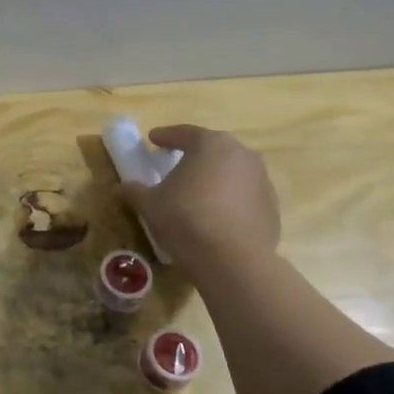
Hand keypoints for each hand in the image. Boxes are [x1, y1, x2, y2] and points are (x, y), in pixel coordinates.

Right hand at [120, 125, 280, 275]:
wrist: (233, 260)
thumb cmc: (186, 220)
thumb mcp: (150, 204)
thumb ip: (135, 191)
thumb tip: (121, 187)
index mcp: (210, 144)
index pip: (184, 133)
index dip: (165, 136)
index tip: (153, 140)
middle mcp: (241, 154)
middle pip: (212, 148)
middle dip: (194, 154)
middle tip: (176, 163)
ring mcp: (261, 180)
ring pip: (232, 171)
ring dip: (215, 177)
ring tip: (198, 192)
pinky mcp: (271, 206)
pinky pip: (245, 195)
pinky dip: (230, 199)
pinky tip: (217, 215)